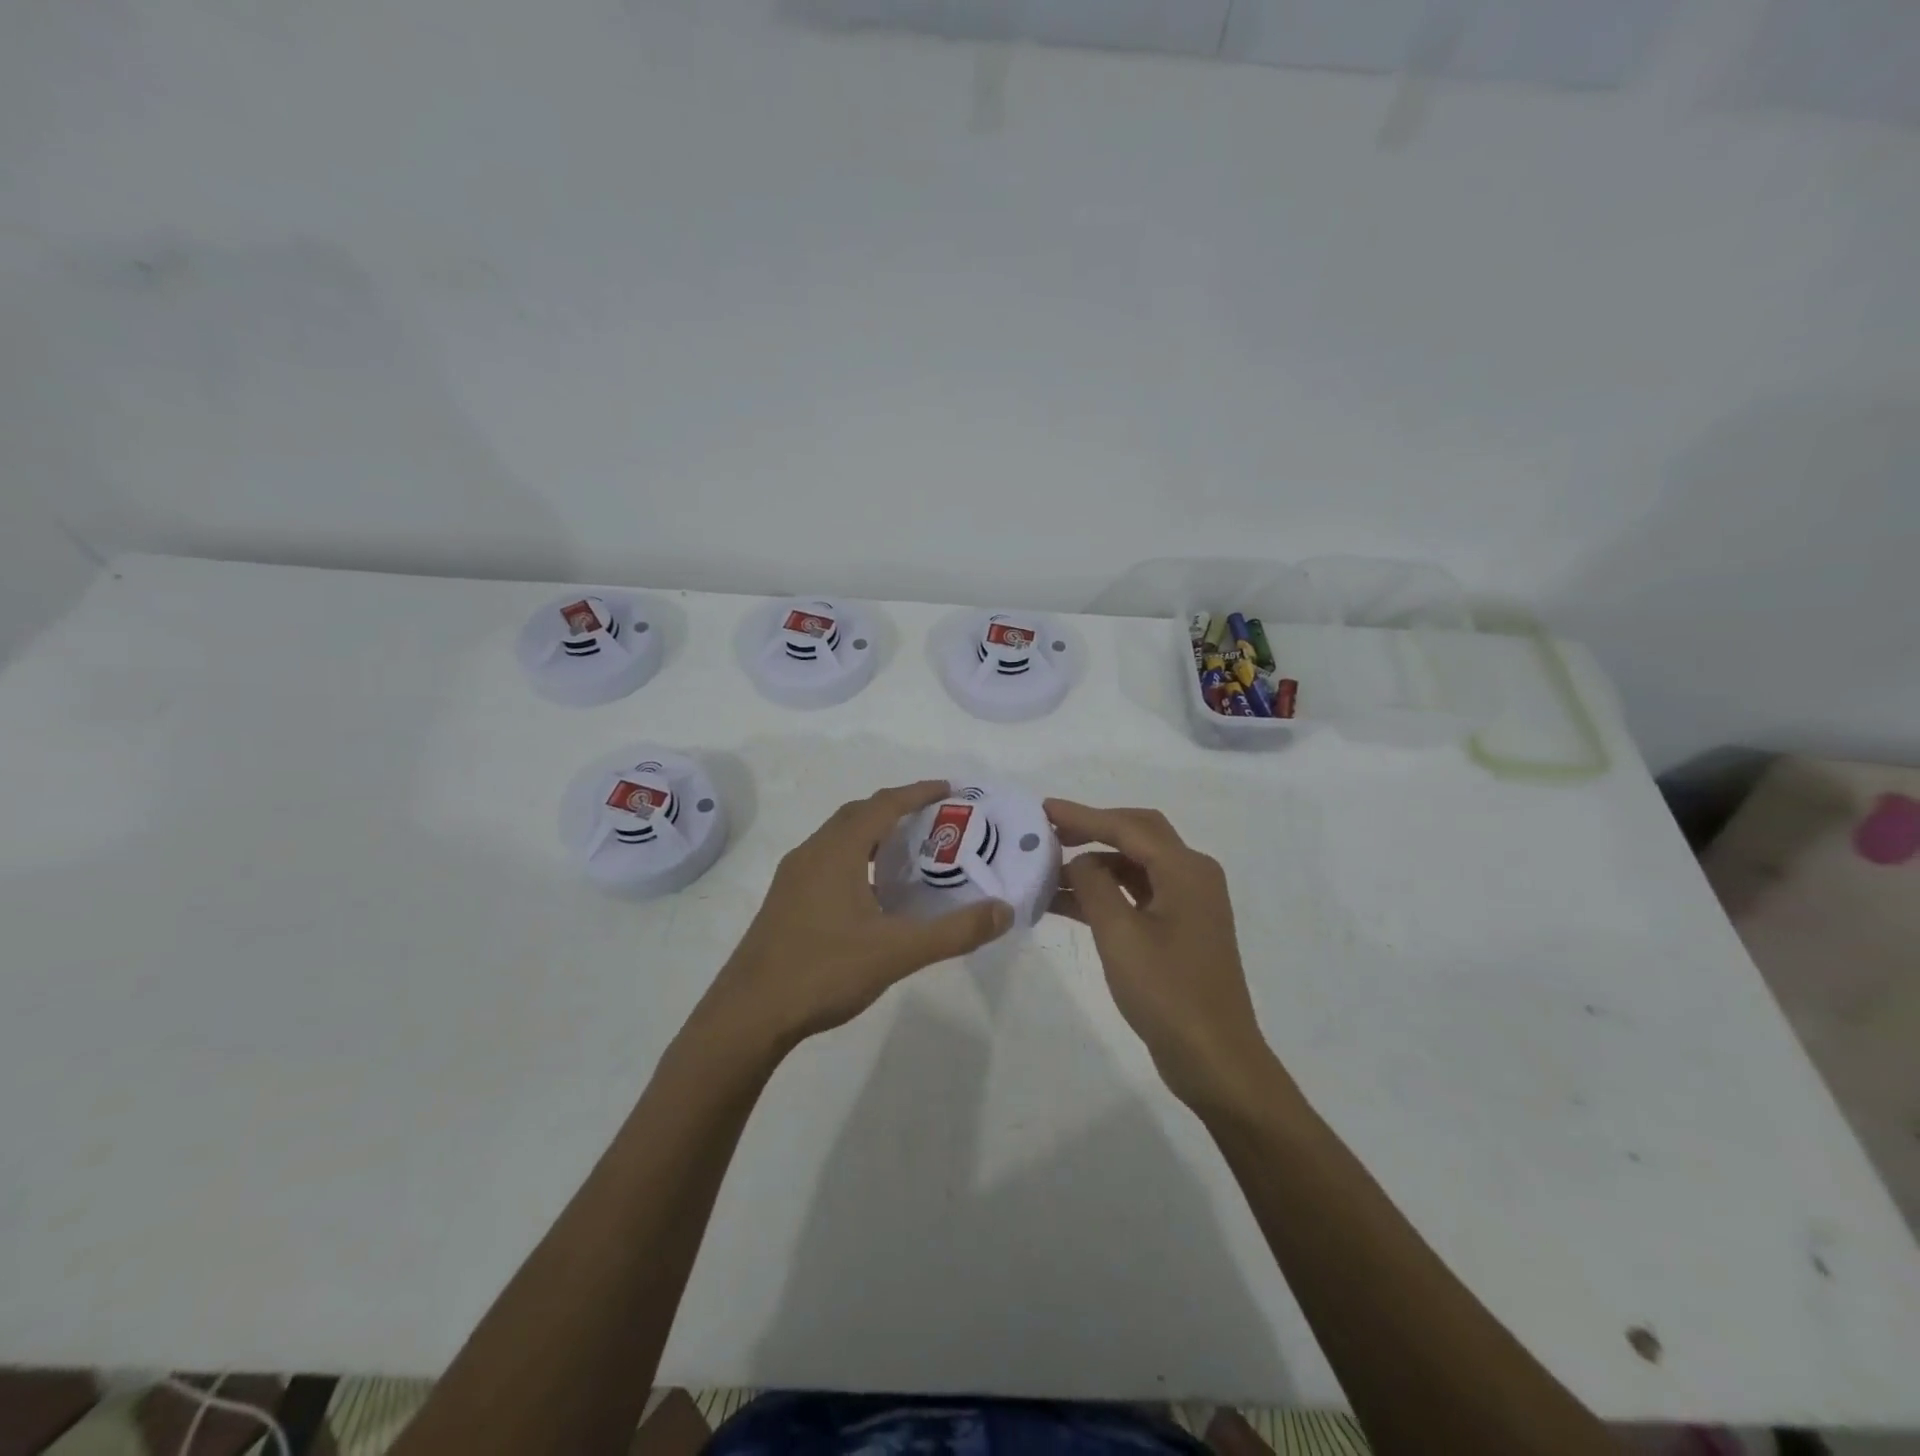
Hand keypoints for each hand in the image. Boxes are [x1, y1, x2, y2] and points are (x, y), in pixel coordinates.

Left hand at [705, 780, 1012, 1051]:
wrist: (748, 1015)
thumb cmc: (823, 971)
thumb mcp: (897, 952)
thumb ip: (954, 931)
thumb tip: (1003, 911)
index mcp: (836, 852)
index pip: (883, 805)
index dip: (917, 793)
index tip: (949, 790)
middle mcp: (811, 853)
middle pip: (858, 814)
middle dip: (896, 808)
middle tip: (934, 820)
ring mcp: (792, 878)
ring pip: (839, 838)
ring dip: (873, 833)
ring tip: (908, 853)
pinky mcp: (784, 901)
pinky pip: (827, 861)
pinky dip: (856, 858)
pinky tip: (871, 893)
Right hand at [1045, 799, 1278, 1110]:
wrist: (1213, 1058)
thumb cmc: (1167, 992)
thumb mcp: (1120, 935)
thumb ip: (1094, 886)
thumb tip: (1079, 862)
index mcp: (1185, 870)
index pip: (1128, 827)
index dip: (1083, 816)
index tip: (1043, 808)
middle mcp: (1192, 876)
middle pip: (1137, 835)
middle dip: (1092, 829)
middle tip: (1050, 830)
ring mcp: (1188, 903)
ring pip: (1135, 866)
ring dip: (1095, 864)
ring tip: (1048, 869)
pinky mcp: (1180, 928)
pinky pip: (1138, 894)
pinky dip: (1105, 892)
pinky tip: (1067, 901)